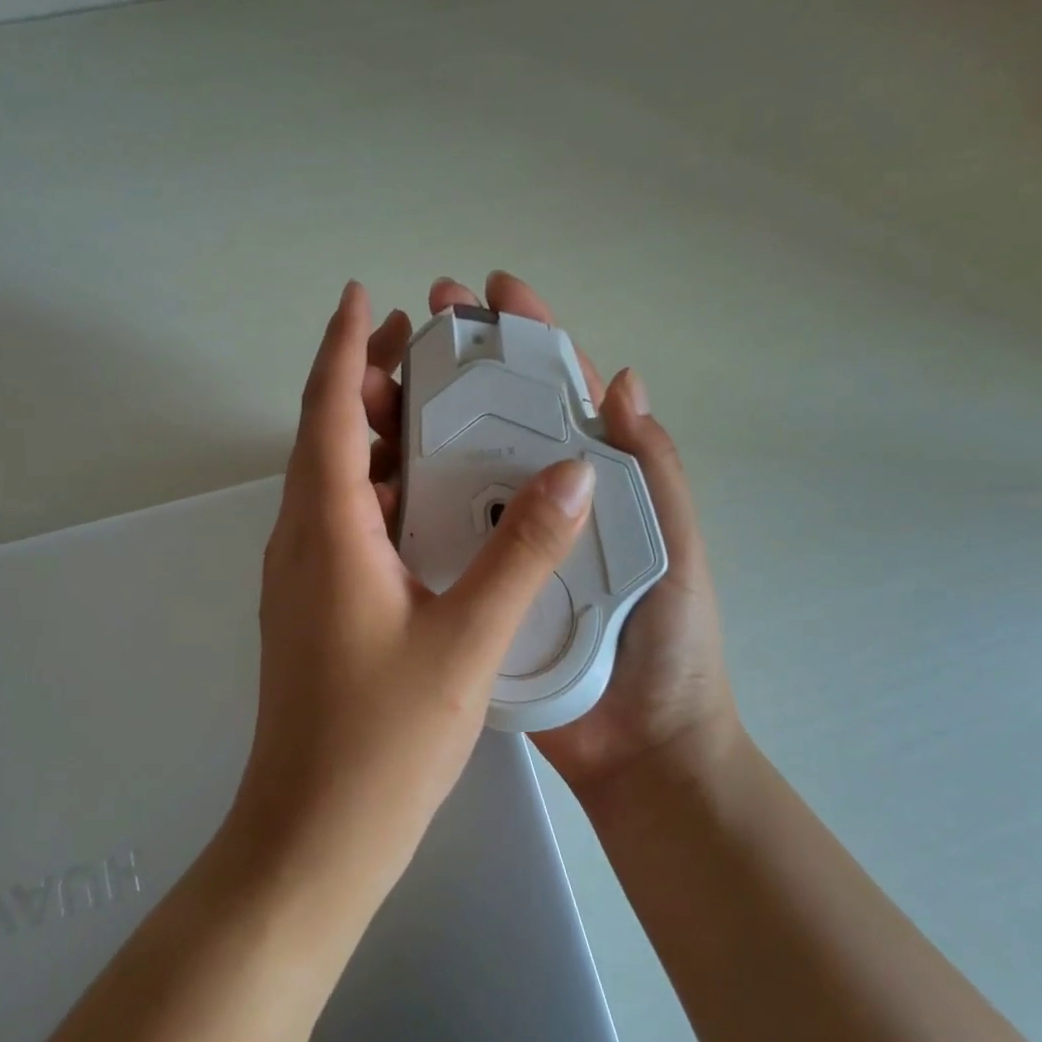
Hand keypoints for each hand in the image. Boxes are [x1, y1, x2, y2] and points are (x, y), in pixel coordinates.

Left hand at [233, 281, 596, 896]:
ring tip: (428, 406)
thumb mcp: (468, 639)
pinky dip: (376, 487)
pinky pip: (342, 521)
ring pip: (332, 480)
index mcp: (329, 531)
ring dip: (371, 434)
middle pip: (325, 435)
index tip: (363, 295)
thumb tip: (571, 471)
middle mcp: (303, 541)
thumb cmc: (384, 738)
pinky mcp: (315, 609)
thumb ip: (522, 552)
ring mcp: (304, 578)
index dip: (344, 346)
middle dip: (364, 378)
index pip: (327, 410)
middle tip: (420, 342)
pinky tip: (425, 499)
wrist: (314, 836)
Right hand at [375, 272, 740, 800]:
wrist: (637, 749)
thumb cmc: (667, 642)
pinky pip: (428, 534)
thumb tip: (623, 380)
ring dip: (414, 420)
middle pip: (489, 417)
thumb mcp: (673, 546)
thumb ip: (653, 471)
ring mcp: (495, 542)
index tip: (493, 291)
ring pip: (448, 466)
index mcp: (588, 481)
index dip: (527, 336)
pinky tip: (367, 470)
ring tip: (374, 384)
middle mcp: (534, 500)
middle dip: (456, 363)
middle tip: (416, 323)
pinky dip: (399, 498)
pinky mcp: (466, 587)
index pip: (555, 393)